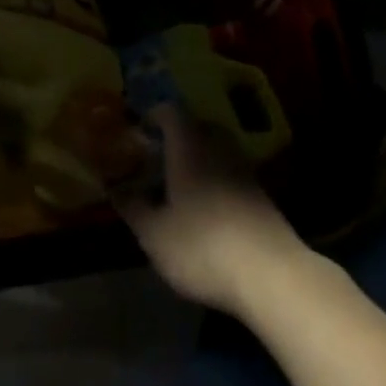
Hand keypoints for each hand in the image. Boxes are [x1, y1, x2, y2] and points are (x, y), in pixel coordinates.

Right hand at [119, 104, 308, 317]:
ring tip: (176, 184)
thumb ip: (132, 207)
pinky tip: (204, 208)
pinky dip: (214, 179)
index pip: (170, 112)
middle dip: (174, 138)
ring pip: (215, 150)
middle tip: (153, 158)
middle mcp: (219, 147)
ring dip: (196, 159)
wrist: (270, 274)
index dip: (151, 116)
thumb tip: (114, 188)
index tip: (135, 131)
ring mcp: (244, 169)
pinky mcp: (261, 194)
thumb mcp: (154, 233)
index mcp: (189, 146)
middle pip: (196, 127)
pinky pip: (230, 172)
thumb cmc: (202, 245)